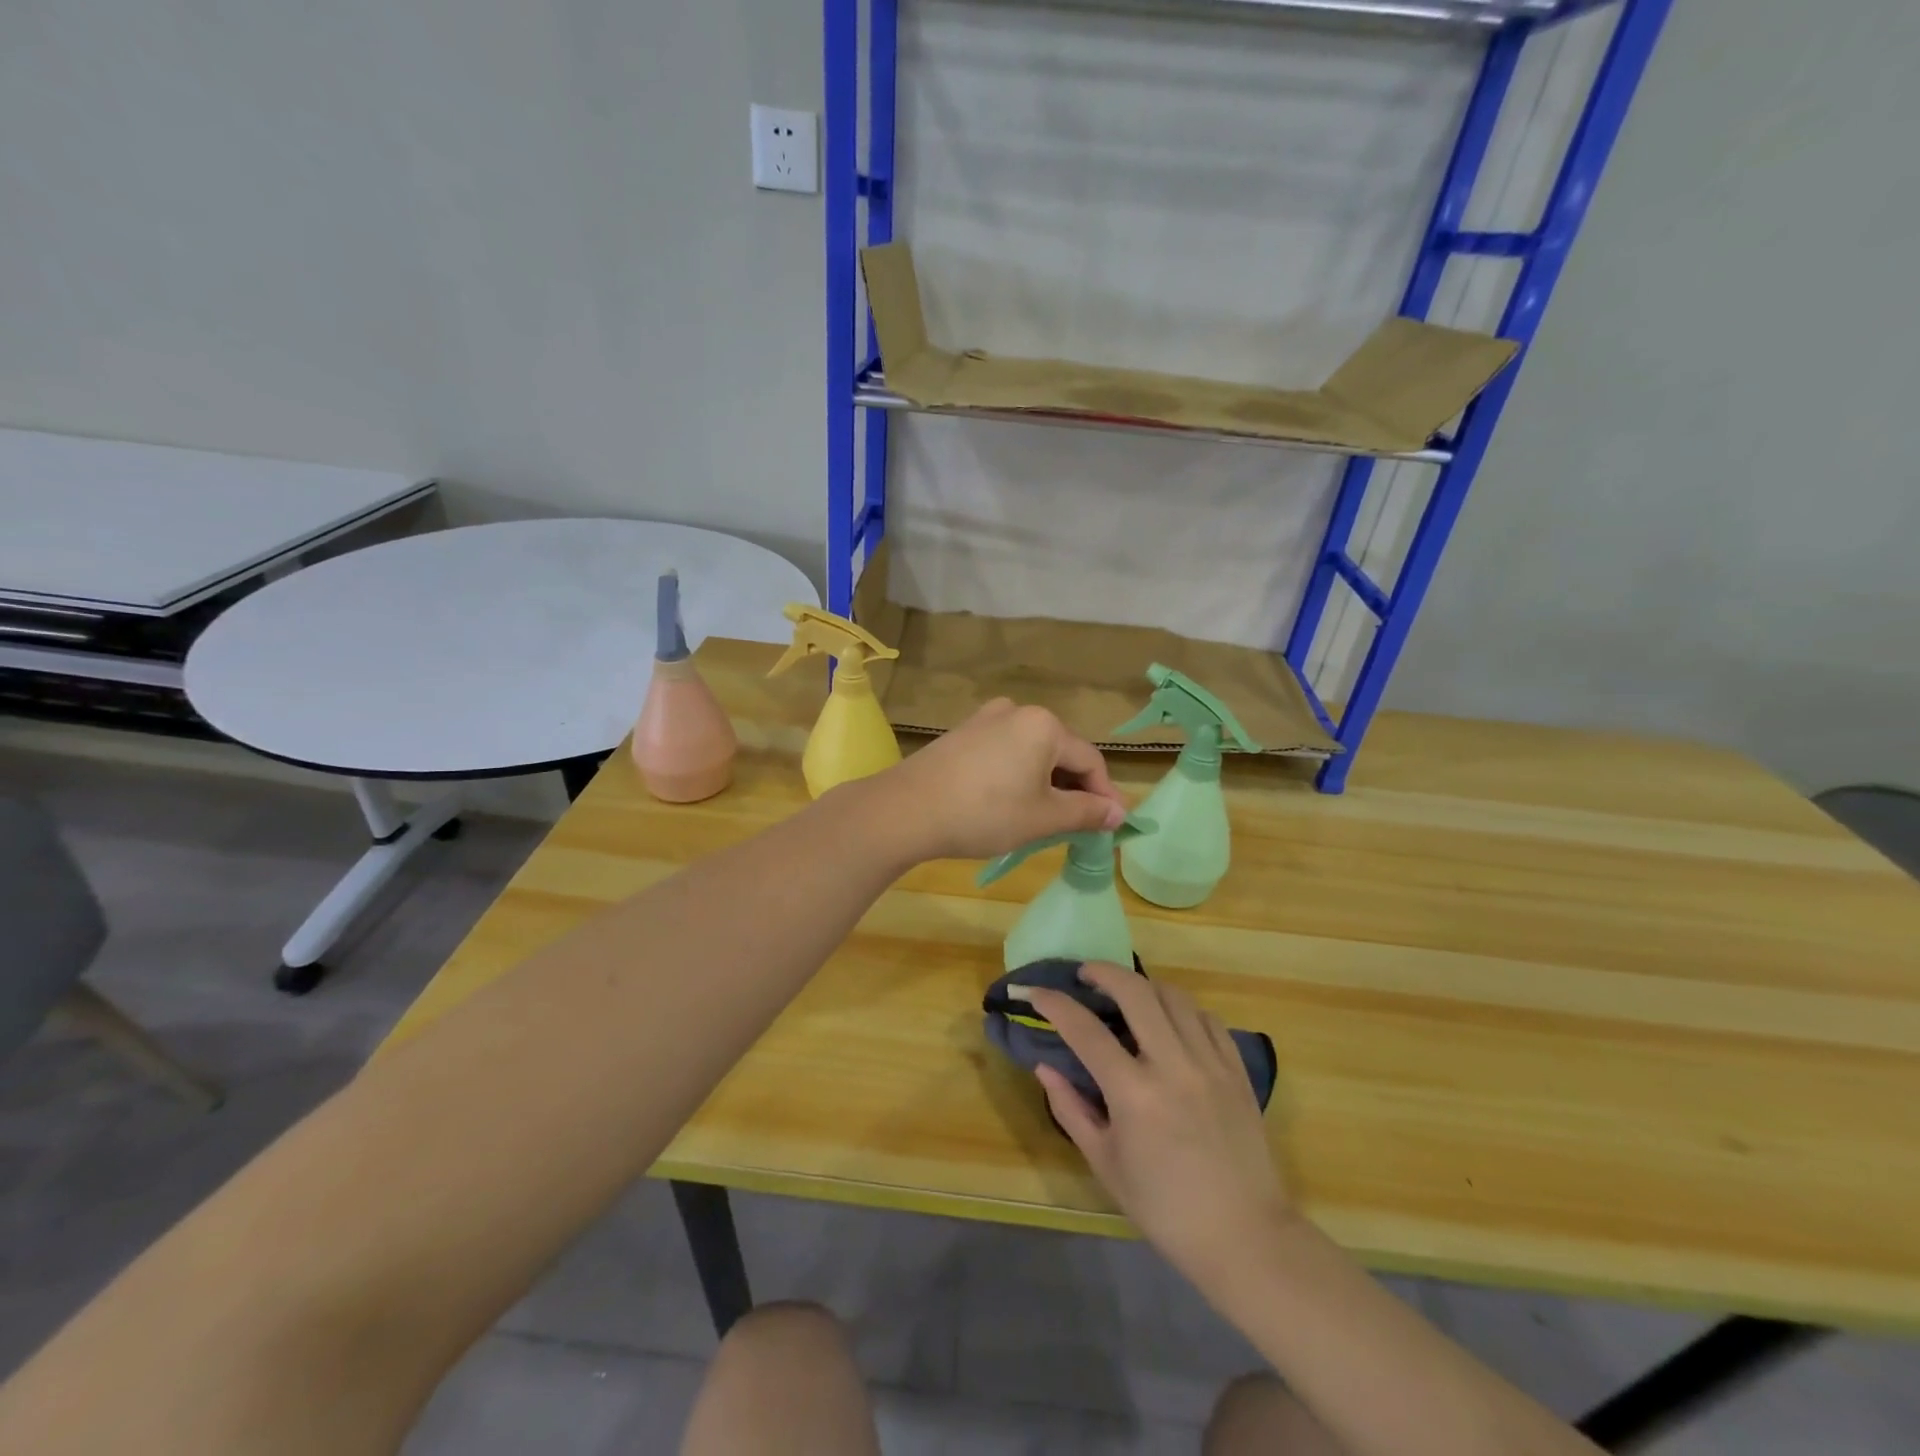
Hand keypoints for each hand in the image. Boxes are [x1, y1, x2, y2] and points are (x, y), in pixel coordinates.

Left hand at [875, 699, 1127, 861]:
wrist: (907, 810)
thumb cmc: (984, 813)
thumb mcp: (1042, 818)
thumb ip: (1086, 813)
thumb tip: (1119, 813)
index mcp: (1044, 725)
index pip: (1090, 760)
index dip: (1104, 795)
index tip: (1112, 826)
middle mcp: (1018, 711)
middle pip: (1061, 752)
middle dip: (1074, 789)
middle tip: (1079, 827)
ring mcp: (986, 719)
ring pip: (1032, 752)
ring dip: (1046, 784)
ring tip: (1046, 820)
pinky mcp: (963, 733)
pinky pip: (1005, 752)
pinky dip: (1018, 775)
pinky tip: (1011, 803)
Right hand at [1028, 962, 1291, 1297]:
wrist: (1244, 1237)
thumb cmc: (1165, 1208)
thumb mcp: (1105, 1164)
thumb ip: (1071, 1108)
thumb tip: (1045, 1065)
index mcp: (1134, 1093)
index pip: (1085, 1030)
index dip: (1054, 1003)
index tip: (1036, 991)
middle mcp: (1173, 1065)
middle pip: (1135, 991)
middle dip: (1104, 971)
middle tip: (1086, 974)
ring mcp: (1210, 1063)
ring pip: (1174, 996)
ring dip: (1144, 986)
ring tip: (1127, 994)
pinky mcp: (1236, 1070)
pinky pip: (1207, 1019)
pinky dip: (1182, 1009)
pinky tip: (1170, 1020)